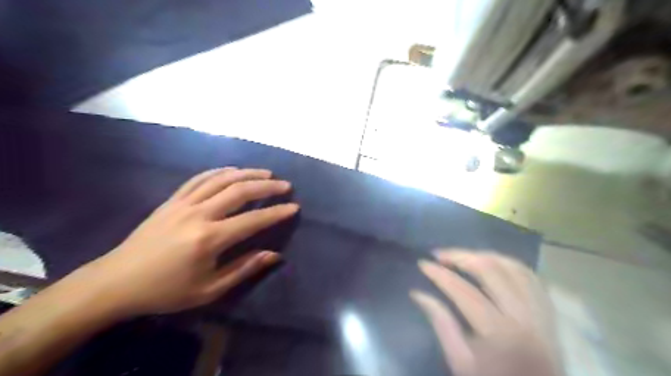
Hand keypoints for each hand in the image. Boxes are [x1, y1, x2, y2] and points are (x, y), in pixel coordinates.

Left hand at [69, 168, 296, 316]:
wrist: (117, 282)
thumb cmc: (167, 290)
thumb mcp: (209, 289)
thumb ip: (244, 269)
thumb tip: (274, 255)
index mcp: (209, 239)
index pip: (253, 220)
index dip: (276, 213)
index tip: (294, 207)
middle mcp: (199, 214)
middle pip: (239, 191)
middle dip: (267, 186)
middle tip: (285, 185)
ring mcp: (183, 203)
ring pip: (221, 179)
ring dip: (247, 173)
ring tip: (266, 173)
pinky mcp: (172, 200)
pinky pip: (199, 179)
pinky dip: (219, 172)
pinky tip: (233, 170)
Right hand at [408, 250, 560, 375]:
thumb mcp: (460, 362)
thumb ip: (441, 324)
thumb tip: (418, 293)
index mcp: (498, 334)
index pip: (463, 291)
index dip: (439, 274)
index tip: (422, 263)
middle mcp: (524, 316)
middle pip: (491, 270)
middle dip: (460, 256)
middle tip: (440, 255)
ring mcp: (540, 312)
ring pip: (513, 267)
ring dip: (484, 256)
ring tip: (463, 256)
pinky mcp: (549, 313)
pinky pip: (530, 277)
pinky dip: (508, 264)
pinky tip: (492, 264)